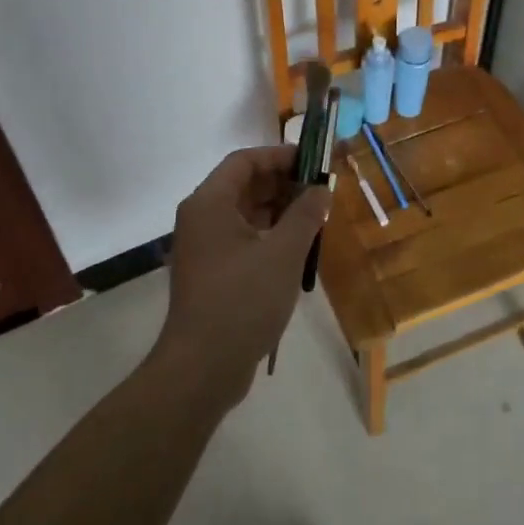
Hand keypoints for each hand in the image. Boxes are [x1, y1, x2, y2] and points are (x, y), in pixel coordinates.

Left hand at [152, 146, 331, 407]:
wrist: (202, 368)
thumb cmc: (243, 300)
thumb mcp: (283, 253)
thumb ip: (306, 214)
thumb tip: (322, 189)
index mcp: (209, 203)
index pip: (245, 161)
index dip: (280, 156)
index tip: (315, 162)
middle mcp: (201, 218)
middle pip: (244, 185)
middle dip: (284, 183)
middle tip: (322, 190)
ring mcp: (204, 247)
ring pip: (246, 213)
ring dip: (280, 210)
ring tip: (316, 217)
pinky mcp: (212, 272)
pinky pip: (243, 238)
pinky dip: (270, 234)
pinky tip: (298, 246)